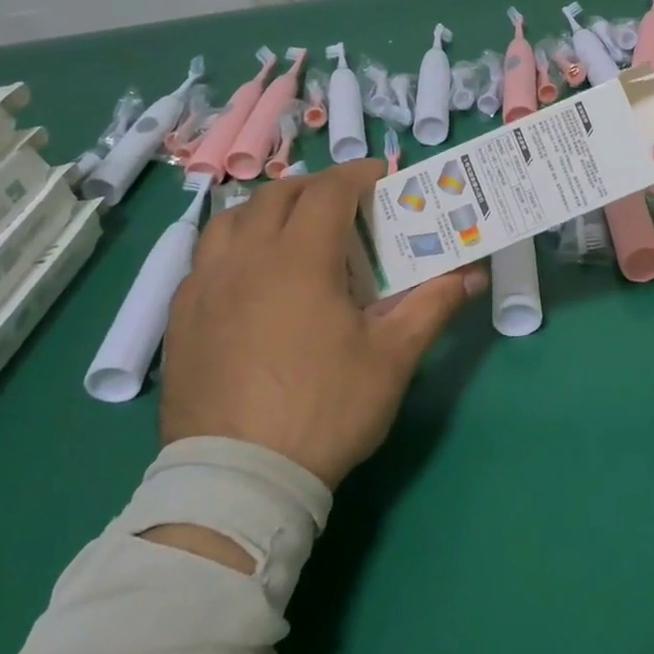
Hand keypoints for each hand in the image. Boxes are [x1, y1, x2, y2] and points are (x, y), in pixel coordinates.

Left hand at [162, 160, 485, 487]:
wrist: (241, 480)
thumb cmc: (326, 408)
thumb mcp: (393, 357)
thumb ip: (433, 305)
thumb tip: (472, 274)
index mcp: (299, 259)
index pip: (328, 190)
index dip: (358, 173)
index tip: (381, 176)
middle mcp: (245, 259)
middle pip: (277, 195)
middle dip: (315, 187)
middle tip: (344, 205)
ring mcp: (204, 288)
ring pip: (230, 220)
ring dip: (266, 210)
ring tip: (291, 231)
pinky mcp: (180, 319)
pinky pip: (204, 259)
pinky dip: (233, 247)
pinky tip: (249, 278)